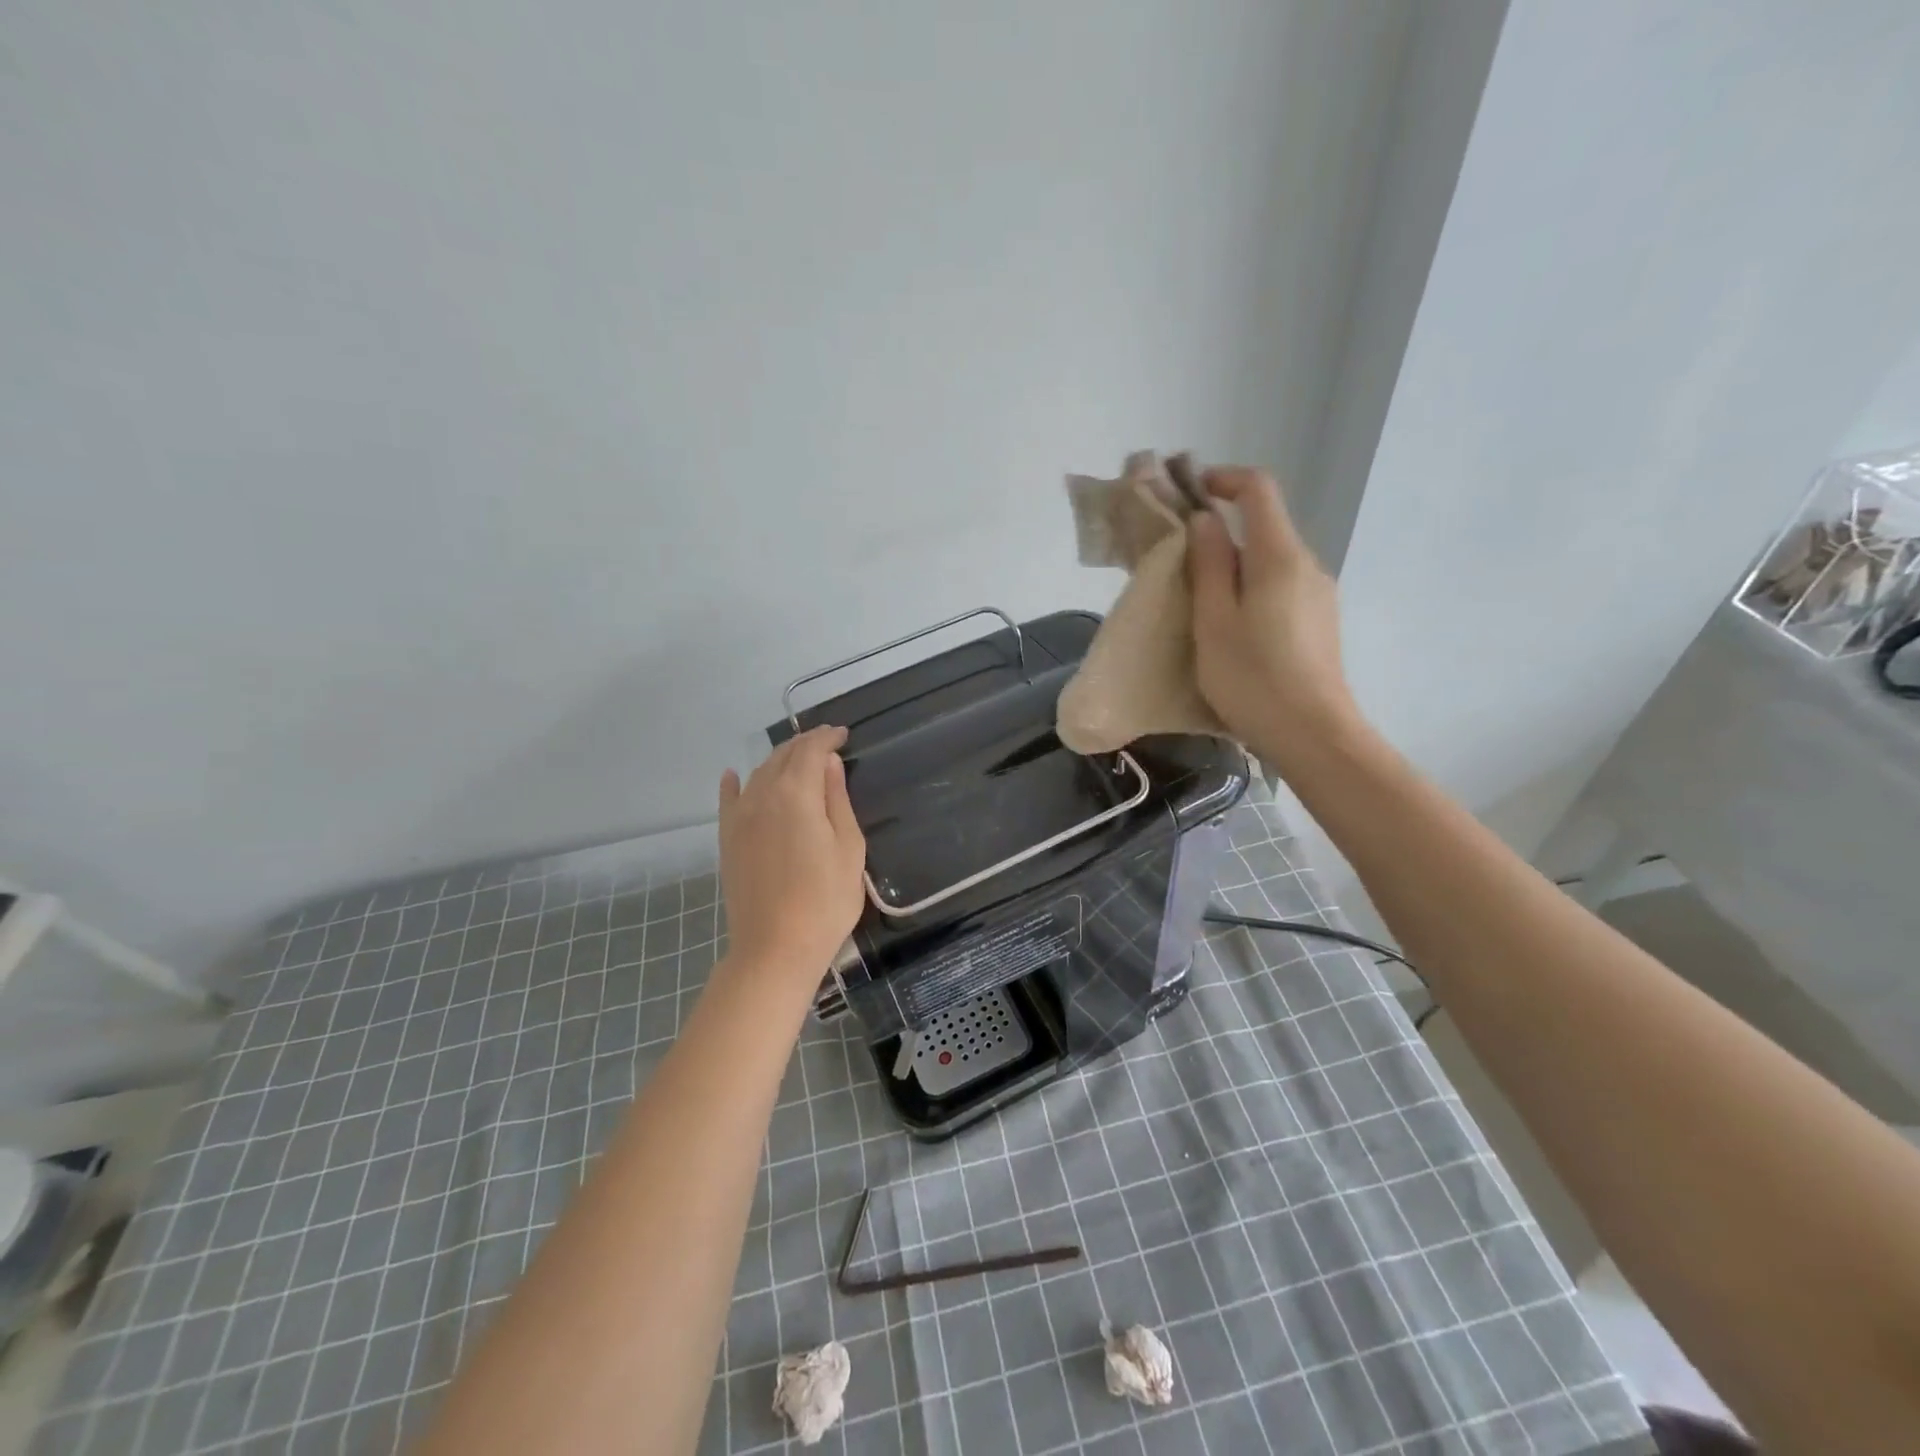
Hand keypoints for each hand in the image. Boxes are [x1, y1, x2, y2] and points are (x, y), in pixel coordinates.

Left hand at [717, 725, 866, 978]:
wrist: (775, 948)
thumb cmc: (825, 900)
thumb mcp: (848, 847)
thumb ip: (837, 799)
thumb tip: (828, 762)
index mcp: (796, 793)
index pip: (810, 750)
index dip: (827, 737)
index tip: (843, 734)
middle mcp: (762, 795)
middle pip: (782, 757)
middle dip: (804, 744)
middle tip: (826, 743)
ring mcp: (739, 818)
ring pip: (758, 773)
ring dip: (779, 760)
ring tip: (798, 759)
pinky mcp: (728, 840)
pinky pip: (729, 800)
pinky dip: (734, 783)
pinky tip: (734, 775)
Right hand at [1188, 467, 1361, 769]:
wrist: (1313, 735)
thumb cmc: (1253, 678)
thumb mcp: (1214, 621)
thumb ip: (1208, 565)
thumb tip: (1205, 521)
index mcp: (1279, 557)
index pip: (1258, 490)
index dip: (1223, 480)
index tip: (1189, 493)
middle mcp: (1307, 565)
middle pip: (1263, 528)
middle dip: (1220, 533)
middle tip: (1177, 563)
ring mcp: (1318, 595)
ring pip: (1270, 562)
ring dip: (1233, 567)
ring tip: (1198, 603)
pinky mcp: (1319, 622)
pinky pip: (1280, 588)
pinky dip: (1250, 590)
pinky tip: (1231, 630)